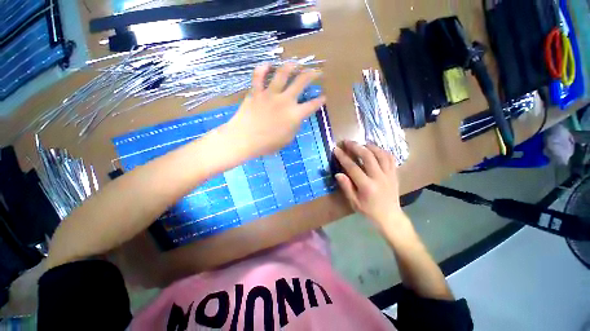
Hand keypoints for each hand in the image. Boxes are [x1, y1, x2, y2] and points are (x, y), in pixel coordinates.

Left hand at [225, 63, 325, 156]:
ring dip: (291, 65)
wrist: (245, 139)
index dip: (320, 101)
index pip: (312, 105)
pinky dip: (262, 68)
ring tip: (296, 63)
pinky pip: (259, 76)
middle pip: (301, 82)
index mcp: (295, 114)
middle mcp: (285, 100)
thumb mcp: (287, 139)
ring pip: (282, 73)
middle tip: (316, 71)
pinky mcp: (256, 92)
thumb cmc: (268, 144)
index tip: (323, 97)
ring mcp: (270, 94)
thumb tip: (296, 118)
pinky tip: (267, 64)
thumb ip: (294, 127)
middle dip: (312, 74)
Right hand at [334, 140, 405, 228]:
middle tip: (347, 141)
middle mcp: (379, 177)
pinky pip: (390, 158)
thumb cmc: (369, 211)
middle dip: (356, 147)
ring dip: (370, 146)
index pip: (352, 167)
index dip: (343, 157)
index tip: (336, 149)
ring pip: (381, 154)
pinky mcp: (395, 174)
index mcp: (367, 186)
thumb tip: (338, 174)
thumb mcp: (354, 202)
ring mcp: (389, 174)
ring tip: (361, 143)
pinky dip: (382, 151)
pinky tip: (375, 149)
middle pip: (368, 156)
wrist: (390, 217)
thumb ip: (346, 187)